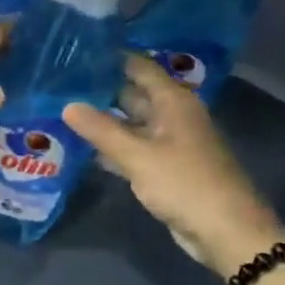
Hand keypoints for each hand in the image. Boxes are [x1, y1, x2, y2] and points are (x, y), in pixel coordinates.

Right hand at [64, 55, 284, 276]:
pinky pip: (133, 148)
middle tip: (59, 85)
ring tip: (61, 112)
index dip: (110, 59)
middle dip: (99, 91)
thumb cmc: (185, 184)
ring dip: (102, 121)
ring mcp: (169, 142)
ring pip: (130, 123)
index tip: (76, 53)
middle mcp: (172, 115)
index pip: (139, 67)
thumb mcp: (138, 156)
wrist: (225, 230)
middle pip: (132, 94)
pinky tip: (83, 148)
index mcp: (173, 102)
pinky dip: (111, 147)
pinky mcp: (164, 167)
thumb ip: (101, 130)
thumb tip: (67, 105)